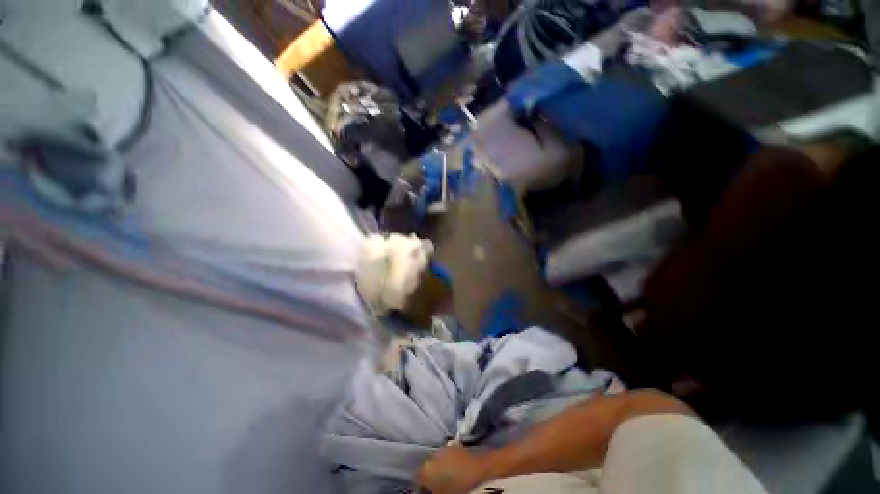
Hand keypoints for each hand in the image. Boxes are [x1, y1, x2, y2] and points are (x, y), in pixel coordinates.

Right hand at [415, 444, 488, 493]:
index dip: (422, 488)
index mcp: (425, 470)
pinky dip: (449, 462)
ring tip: (449, 478)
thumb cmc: (458, 489)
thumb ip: (430, 492)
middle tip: (439, 486)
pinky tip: (456, 470)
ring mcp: (444, 448)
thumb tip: (427, 489)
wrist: (479, 473)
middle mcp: (431, 456)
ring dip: (440, 467)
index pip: (417, 479)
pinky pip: (448, 455)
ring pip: (437, 460)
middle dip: (431, 476)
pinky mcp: (456, 445)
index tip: (428, 492)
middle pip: (427, 467)